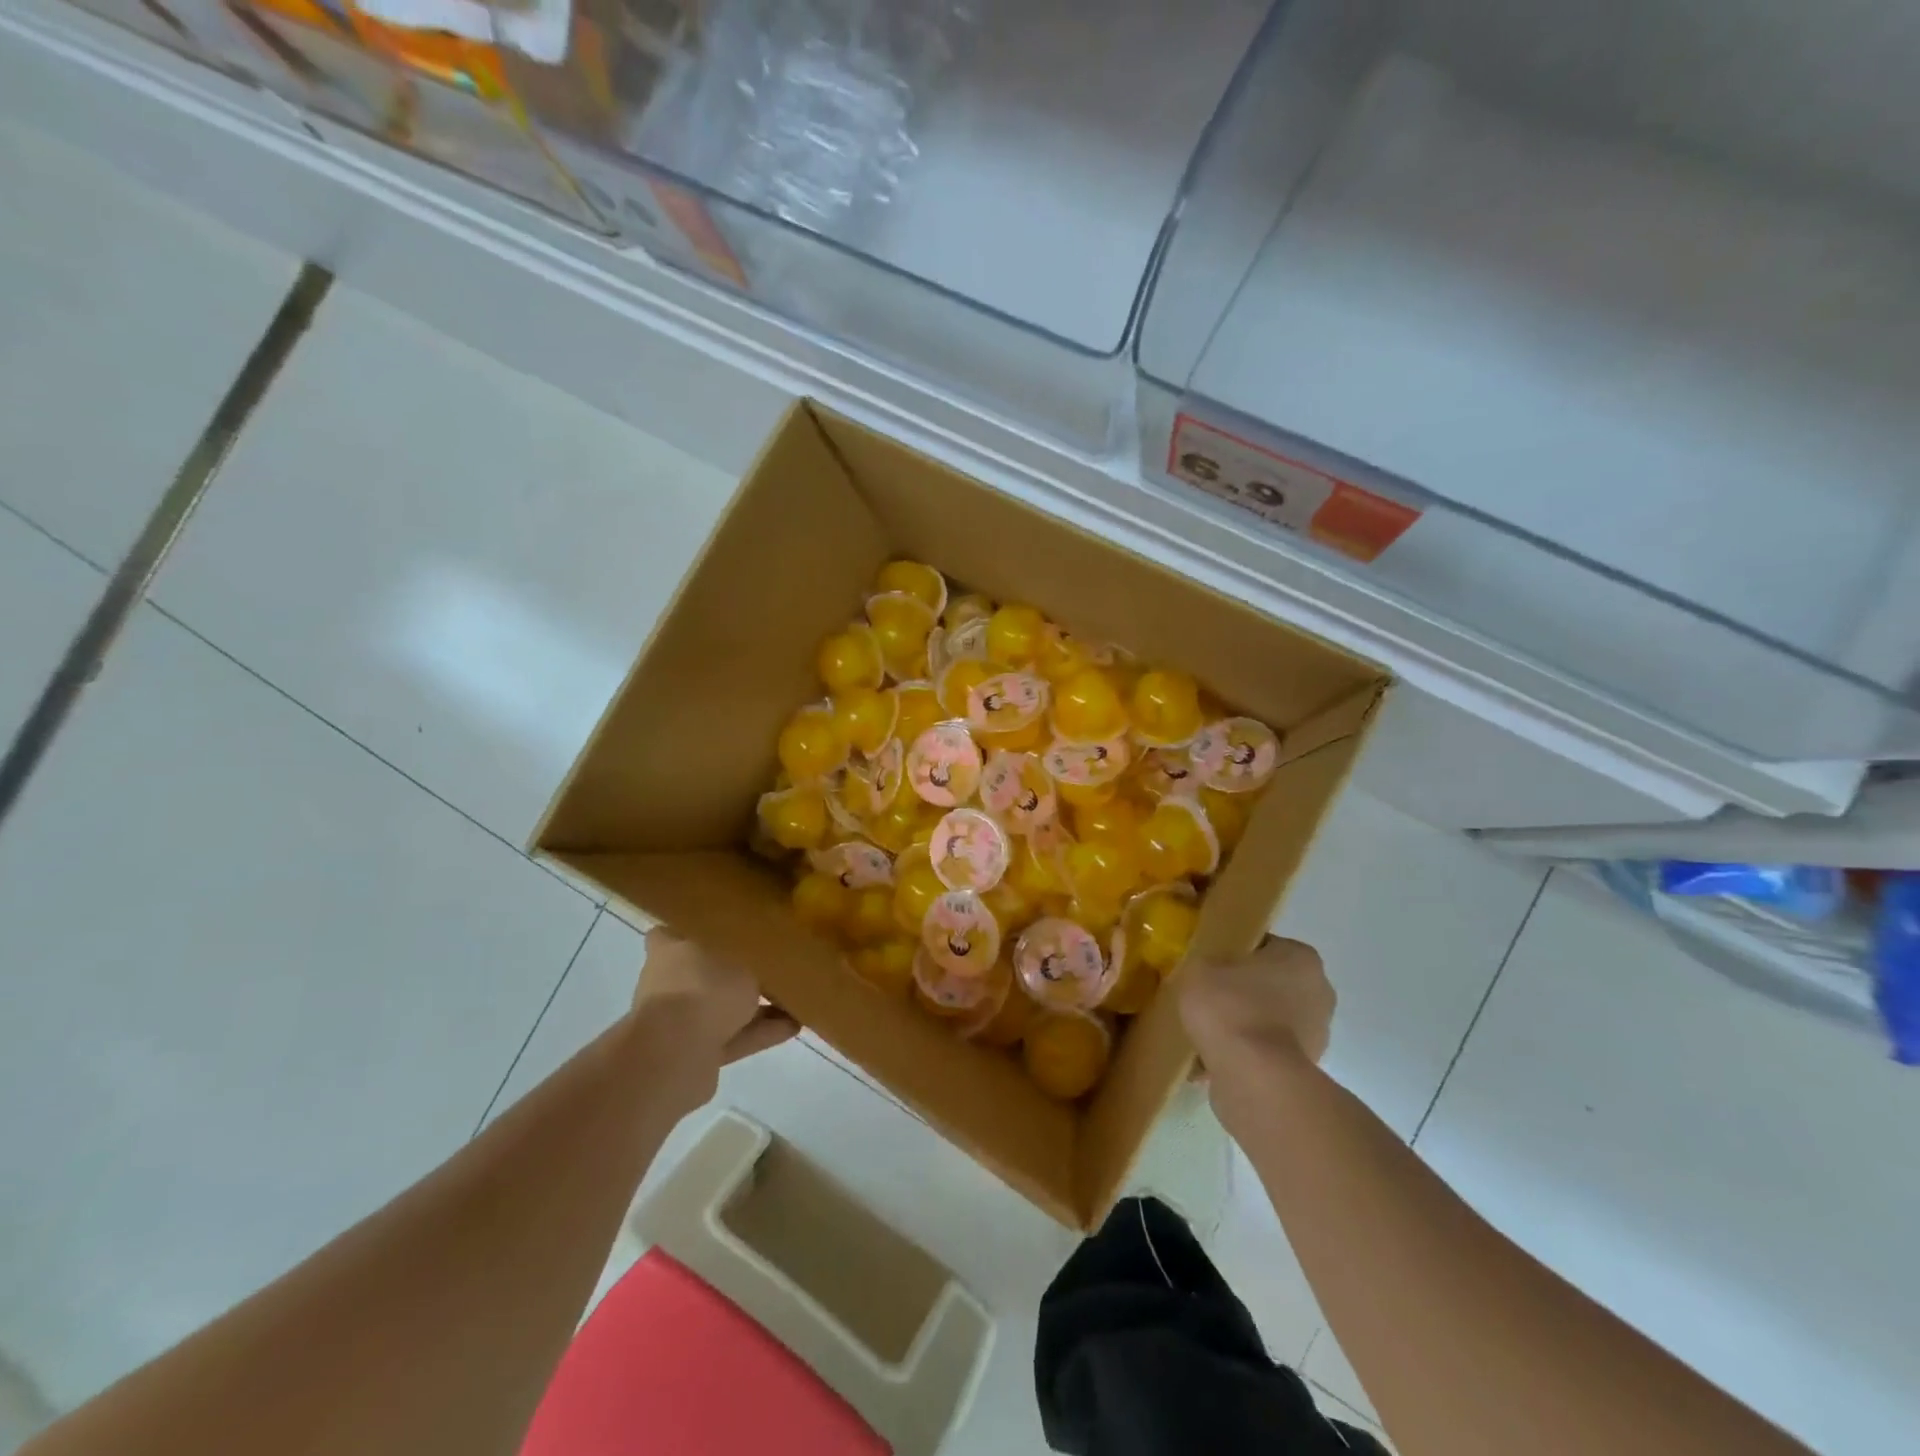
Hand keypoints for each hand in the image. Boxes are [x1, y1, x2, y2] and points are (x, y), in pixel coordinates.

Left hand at [632, 928, 798, 1081]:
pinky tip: (794, 1025)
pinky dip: (759, 1032)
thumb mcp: (745, 955)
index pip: (677, 931)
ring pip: (723, 1007)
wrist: (677, 1054)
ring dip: (757, 1006)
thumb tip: (767, 949)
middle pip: (707, 972)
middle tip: (777, 966)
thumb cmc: (706, 987)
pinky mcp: (693, 1052)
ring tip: (795, 999)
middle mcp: (670, 983)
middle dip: (740, 972)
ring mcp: (679, 1020)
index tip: (731, 926)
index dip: (701, 928)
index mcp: (671, 949)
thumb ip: (756, 952)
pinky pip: (732, 1036)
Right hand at [1180, 936, 1335, 1075]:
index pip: (1264, 945)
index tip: (1209, 966)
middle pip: (1269, 984)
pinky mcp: (1304, 1070)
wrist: (1253, 1077)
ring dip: (1243, 1025)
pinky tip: (1212, 1059)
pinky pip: (1266, 1052)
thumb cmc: (1231, 1008)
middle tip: (1206, 998)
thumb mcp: (1200, 967)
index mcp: (1301, 958)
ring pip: (1268, 1020)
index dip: (1233, 954)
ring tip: (1206, 1033)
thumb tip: (1209, 971)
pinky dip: (1244, 1054)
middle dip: (1241, 992)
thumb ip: (1205, 961)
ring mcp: (1316, 1036)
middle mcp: (1318, 993)